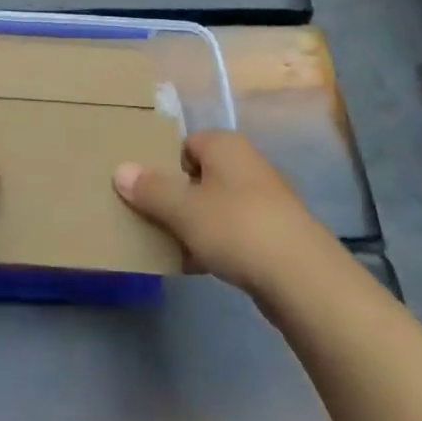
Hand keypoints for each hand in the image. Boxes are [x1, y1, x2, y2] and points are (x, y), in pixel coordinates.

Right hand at [113, 131, 329, 297]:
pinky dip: (216, 244)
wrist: (301, 276)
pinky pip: (234, 231)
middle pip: (200, 175)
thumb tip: (120, 170)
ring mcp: (264, 198)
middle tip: (155, 221)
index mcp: (225, 145)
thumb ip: (150, 190)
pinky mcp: (274, 232)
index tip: (149, 194)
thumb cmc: (236, 227)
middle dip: (178, 199)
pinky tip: (201, 267)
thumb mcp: (183, 209)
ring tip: (174, 248)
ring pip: (216, 205)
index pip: (185, 144)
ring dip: (195, 225)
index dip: (165, 166)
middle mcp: (246, 163)